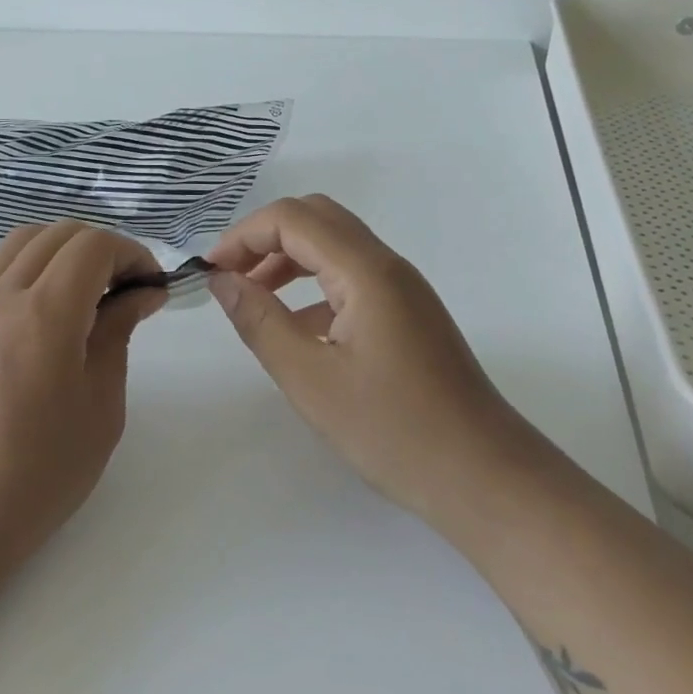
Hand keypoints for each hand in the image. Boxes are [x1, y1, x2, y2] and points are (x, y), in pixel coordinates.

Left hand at [0, 222, 165, 563]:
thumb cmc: (44, 470)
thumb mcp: (101, 404)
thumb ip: (118, 333)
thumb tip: (142, 293)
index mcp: (45, 314)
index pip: (93, 246)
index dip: (132, 254)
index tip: (152, 287)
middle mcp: (1, 297)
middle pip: (57, 234)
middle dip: (102, 248)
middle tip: (127, 289)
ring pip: (18, 243)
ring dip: (60, 251)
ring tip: (83, 291)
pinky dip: (19, 267)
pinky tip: (34, 303)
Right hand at [207, 195, 541, 524]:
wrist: (482, 474)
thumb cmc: (392, 430)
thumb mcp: (309, 378)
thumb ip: (260, 321)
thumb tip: (222, 280)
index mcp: (367, 272)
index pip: (293, 219)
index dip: (243, 236)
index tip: (210, 273)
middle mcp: (388, 267)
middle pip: (317, 220)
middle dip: (264, 239)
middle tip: (230, 278)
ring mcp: (404, 290)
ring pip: (336, 248)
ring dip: (289, 261)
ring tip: (253, 300)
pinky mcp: (409, 316)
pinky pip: (353, 279)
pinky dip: (314, 287)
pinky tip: (296, 330)